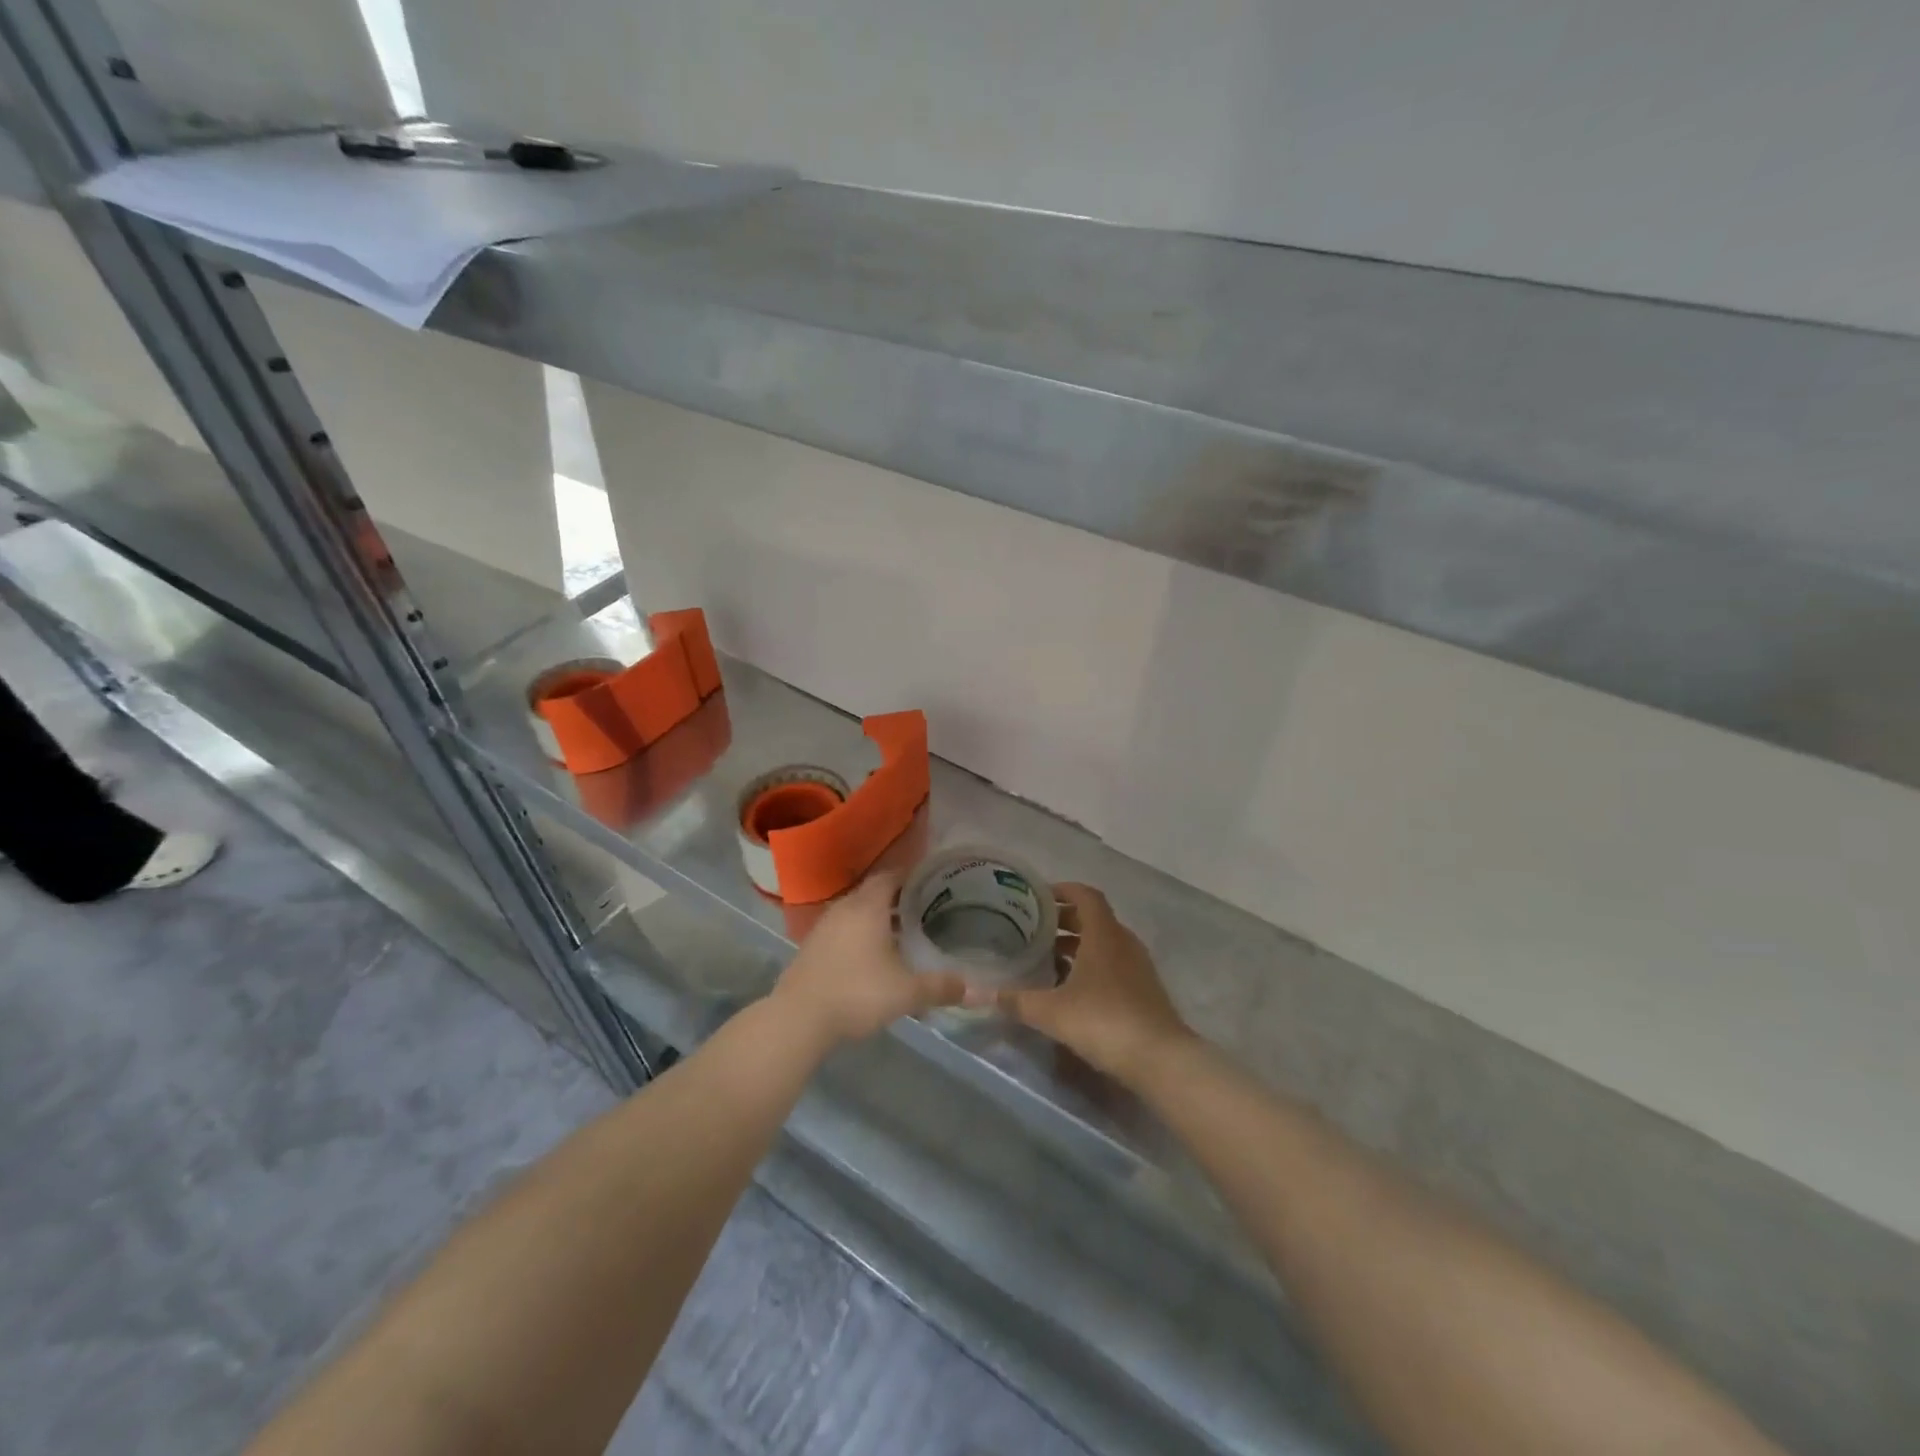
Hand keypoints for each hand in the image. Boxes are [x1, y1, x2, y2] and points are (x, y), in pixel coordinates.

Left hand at [770, 871, 967, 1048]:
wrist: (798, 1019)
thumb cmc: (857, 993)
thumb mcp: (906, 992)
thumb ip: (941, 987)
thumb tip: (978, 990)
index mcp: (867, 906)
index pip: (891, 875)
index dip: (911, 875)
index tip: (932, 882)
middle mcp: (844, 907)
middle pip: (874, 892)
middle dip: (898, 897)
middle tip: (925, 907)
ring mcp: (824, 927)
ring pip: (856, 911)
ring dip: (877, 917)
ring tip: (903, 932)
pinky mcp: (812, 947)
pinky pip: (843, 929)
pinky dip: (860, 934)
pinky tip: (873, 956)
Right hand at [999, 883, 1193, 1084]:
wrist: (1159, 1059)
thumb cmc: (1104, 1021)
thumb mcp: (1052, 1011)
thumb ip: (1017, 1000)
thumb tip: (984, 993)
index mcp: (1104, 934)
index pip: (1085, 895)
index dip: (1062, 890)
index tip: (1036, 897)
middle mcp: (1123, 941)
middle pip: (1093, 918)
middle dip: (1063, 919)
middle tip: (1032, 928)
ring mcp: (1137, 966)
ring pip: (1103, 943)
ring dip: (1077, 944)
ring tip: (1045, 957)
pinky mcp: (1143, 989)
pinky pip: (1112, 964)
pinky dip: (1090, 965)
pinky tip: (1069, 987)